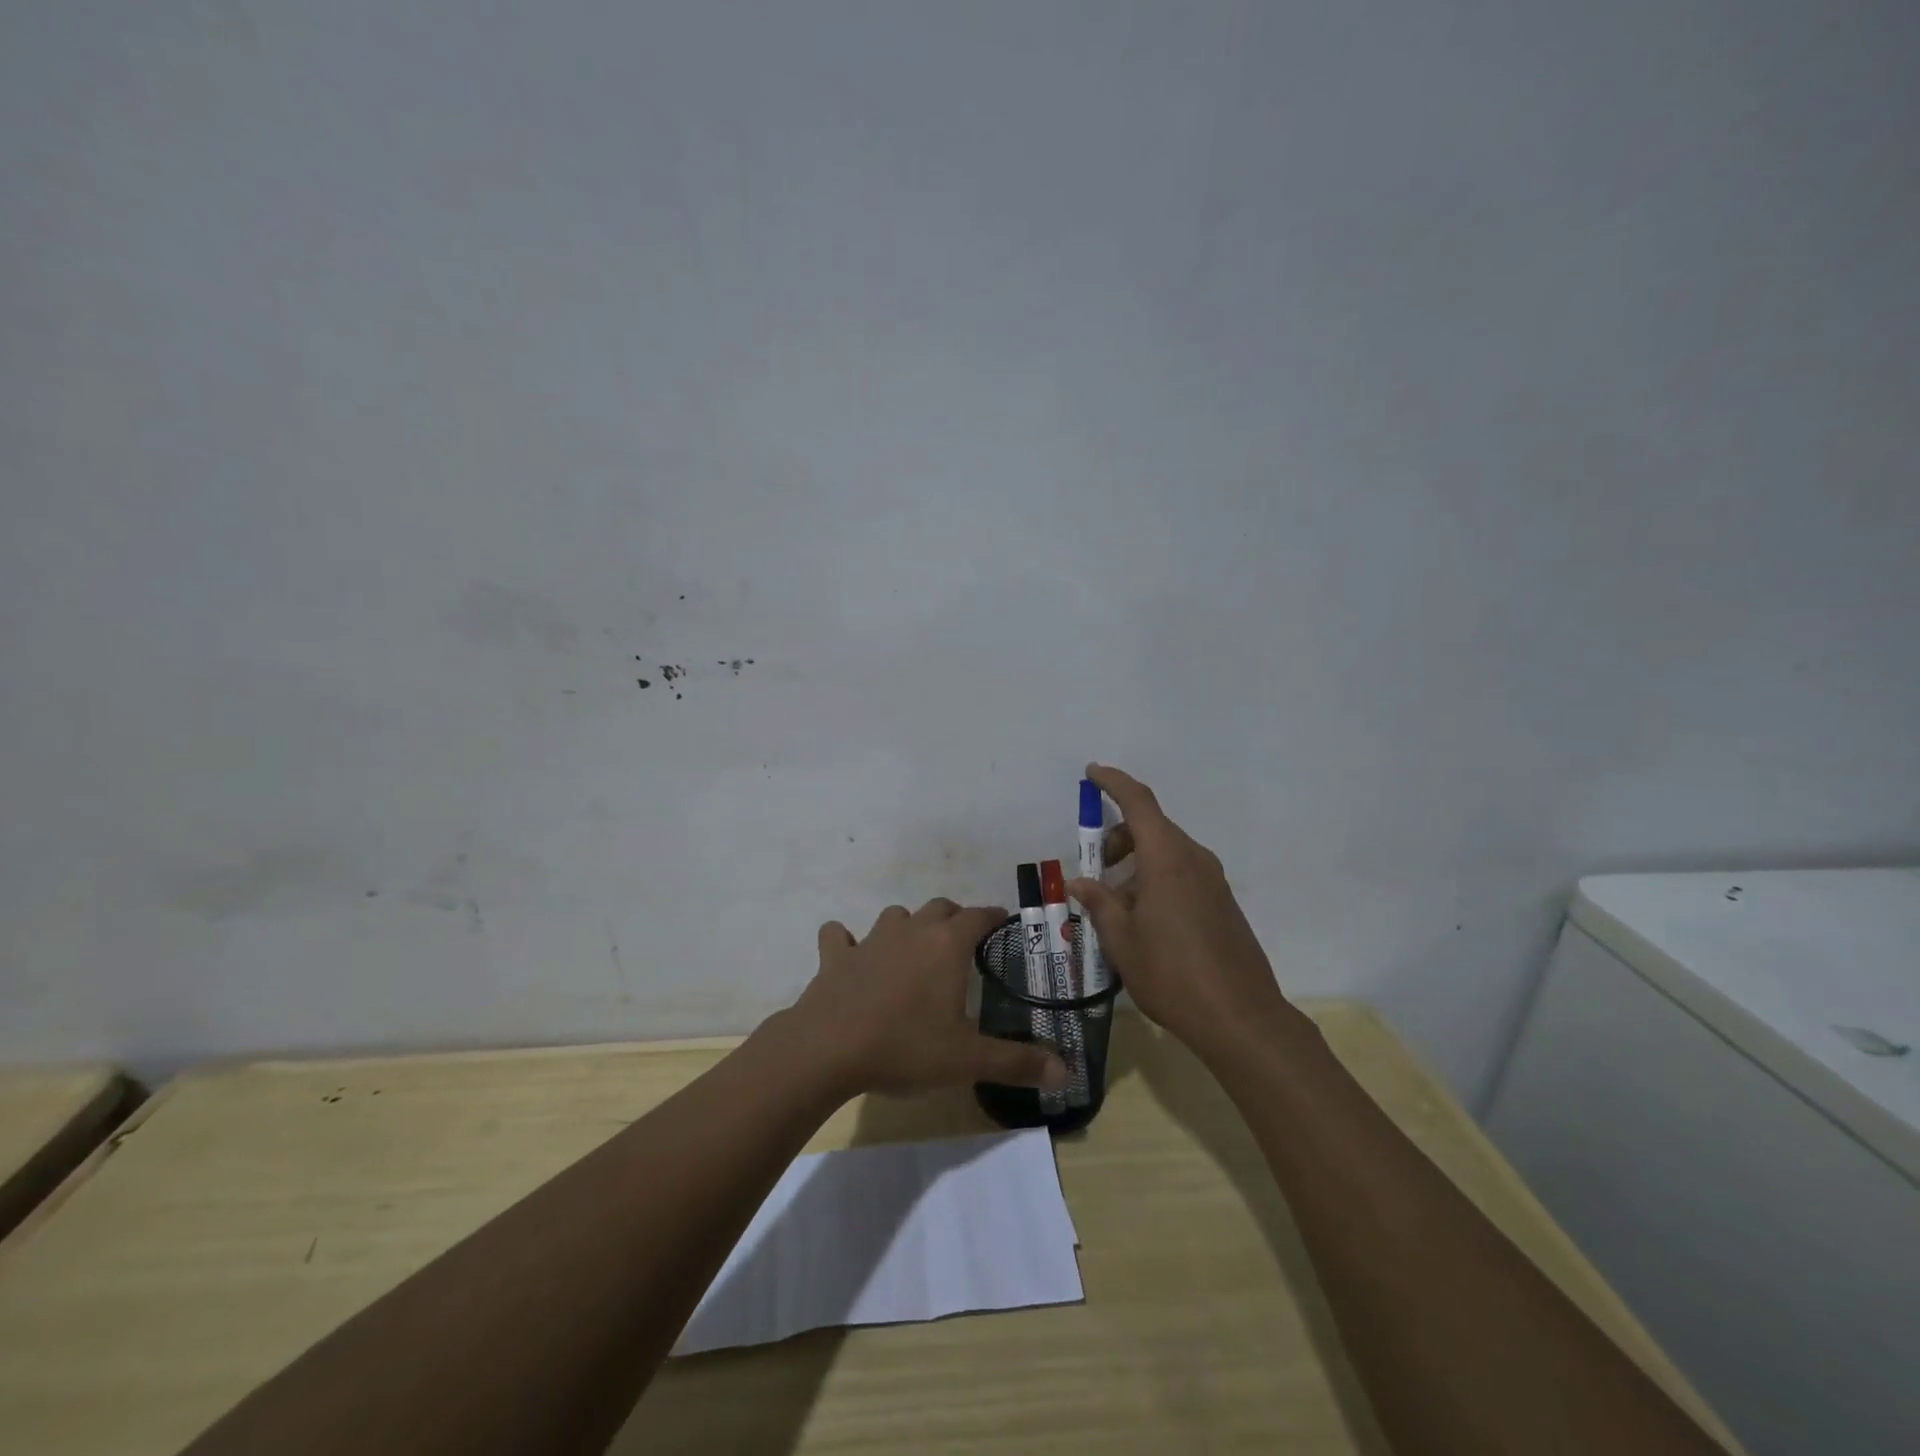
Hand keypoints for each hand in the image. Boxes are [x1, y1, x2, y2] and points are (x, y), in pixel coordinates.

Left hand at [785, 899, 1070, 1096]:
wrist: (828, 1049)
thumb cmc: (905, 1047)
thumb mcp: (967, 1060)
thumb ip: (1017, 1062)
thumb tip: (1066, 1070)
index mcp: (947, 944)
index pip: (979, 915)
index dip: (993, 916)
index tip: (1002, 922)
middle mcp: (911, 930)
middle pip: (939, 908)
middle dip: (954, 918)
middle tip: (962, 943)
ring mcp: (870, 940)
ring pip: (895, 916)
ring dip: (907, 926)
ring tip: (913, 950)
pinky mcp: (835, 956)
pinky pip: (839, 937)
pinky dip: (846, 942)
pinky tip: (848, 954)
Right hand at [1067, 764, 1294, 1056]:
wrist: (1241, 1018)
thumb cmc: (1171, 974)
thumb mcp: (1122, 940)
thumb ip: (1099, 903)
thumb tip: (1079, 883)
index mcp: (1167, 859)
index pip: (1138, 802)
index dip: (1114, 782)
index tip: (1092, 773)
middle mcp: (1194, 859)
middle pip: (1152, 827)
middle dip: (1118, 838)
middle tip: (1094, 869)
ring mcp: (1212, 880)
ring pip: (1166, 852)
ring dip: (1136, 863)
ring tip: (1114, 905)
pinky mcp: (1222, 901)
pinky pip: (1182, 872)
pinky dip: (1156, 878)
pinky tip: (1143, 918)